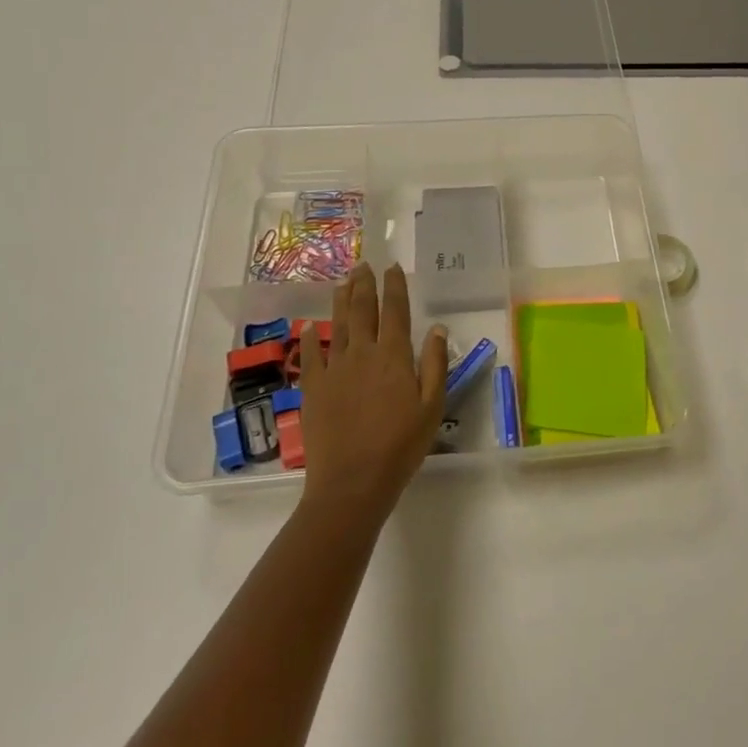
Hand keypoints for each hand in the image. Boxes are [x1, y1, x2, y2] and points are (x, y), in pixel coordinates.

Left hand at [298, 263, 448, 522]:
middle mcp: (363, 353)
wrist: (352, 481)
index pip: (395, 311)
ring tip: (343, 282)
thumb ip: (434, 364)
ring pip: (338, 325)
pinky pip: (311, 355)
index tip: (393, 268)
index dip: (395, 287)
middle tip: (363, 265)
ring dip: (341, 301)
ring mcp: (334, 369)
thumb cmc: (401, 446)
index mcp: (394, 356)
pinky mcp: (313, 388)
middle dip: (364, 284)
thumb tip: (437, 328)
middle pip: (363, 310)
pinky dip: (311, 338)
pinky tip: (310, 327)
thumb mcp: (432, 407)